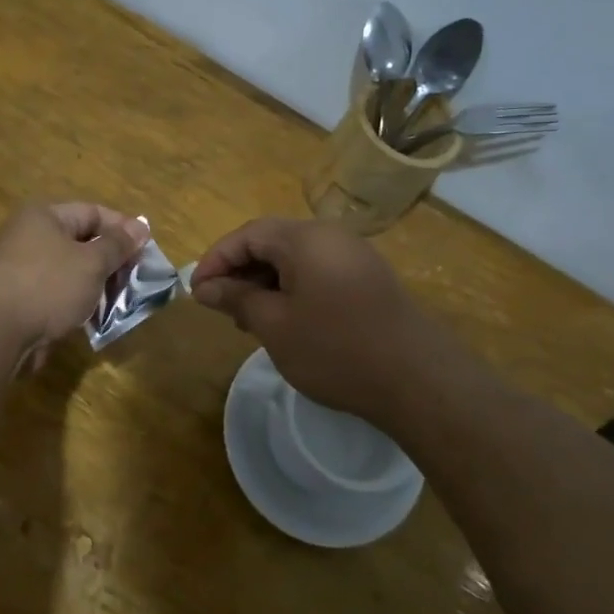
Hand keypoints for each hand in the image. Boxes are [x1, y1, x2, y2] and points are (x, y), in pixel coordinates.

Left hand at [0, 203, 147, 368]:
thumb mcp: (91, 262)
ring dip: (96, 286)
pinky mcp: (19, 301)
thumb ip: (117, 245)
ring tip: (121, 302)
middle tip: (137, 280)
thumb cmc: (47, 286)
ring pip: (70, 272)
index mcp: (44, 216)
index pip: (93, 212)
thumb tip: (140, 227)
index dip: (123, 228)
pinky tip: (95, 319)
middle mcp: (30, 237)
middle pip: (81, 242)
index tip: (147, 249)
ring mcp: (22, 270)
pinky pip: (57, 295)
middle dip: (111, 261)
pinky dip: (77, 304)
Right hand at [193, 218, 451, 423]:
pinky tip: (286, 322)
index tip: (197, 292)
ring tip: (248, 320)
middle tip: (220, 307)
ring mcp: (354, 256)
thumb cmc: (335, 349)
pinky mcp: (369, 279)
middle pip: (272, 241)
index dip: (216, 259)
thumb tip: (206, 287)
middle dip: (240, 271)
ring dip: (265, 282)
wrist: (417, 379)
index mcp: (304, 239)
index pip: (247, 234)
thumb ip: (237, 299)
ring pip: (295, 259)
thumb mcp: (274, 325)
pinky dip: (292, 289)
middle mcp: (331, 236)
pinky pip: (318, 272)